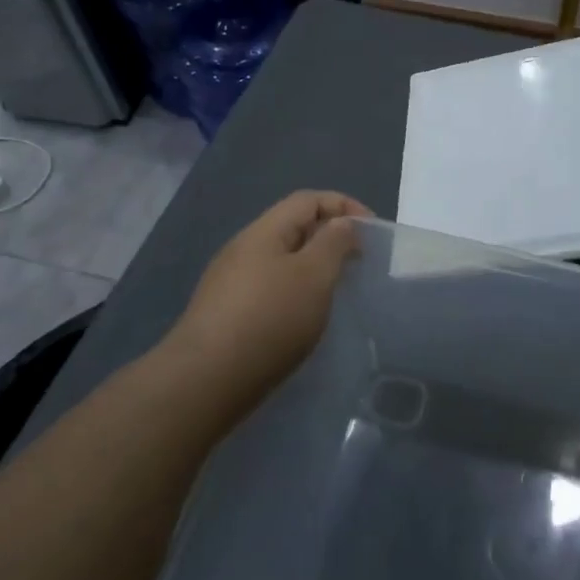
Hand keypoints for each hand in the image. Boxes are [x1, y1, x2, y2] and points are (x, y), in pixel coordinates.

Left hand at [170, 190, 371, 411]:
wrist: (207, 380)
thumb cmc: (270, 318)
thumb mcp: (314, 275)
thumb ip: (334, 242)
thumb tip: (341, 224)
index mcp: (264, 231)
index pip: (308, 200)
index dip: (344, 206)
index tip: (373, 232)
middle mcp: (243, 249)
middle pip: (293, 226)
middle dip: (329, 236)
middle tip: (358, 262)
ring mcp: (230, 281)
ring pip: (281, 259)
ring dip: (313, 266)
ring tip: (336, 290)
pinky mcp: (226, 312)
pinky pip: (270, 286)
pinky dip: (295, 290)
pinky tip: (304, 316)